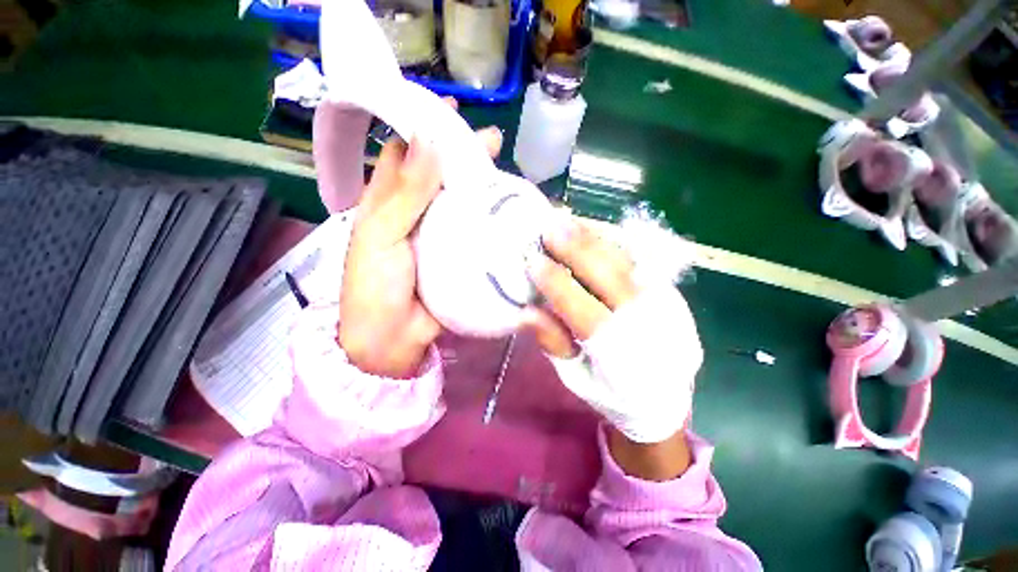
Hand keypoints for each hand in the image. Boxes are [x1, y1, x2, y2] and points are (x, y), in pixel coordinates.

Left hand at [337, 120, 501, 377]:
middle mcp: (417, 212)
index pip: (407, 152)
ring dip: (481, 183)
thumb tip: (428, 140)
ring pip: (463, 199)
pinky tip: (508, 207)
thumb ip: (405, 193)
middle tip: (492, 140)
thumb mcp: (381, 237)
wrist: (393, 339)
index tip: (451, 111)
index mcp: (389, 201)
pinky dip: (490, 216)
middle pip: (442, 174)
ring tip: (505, 168)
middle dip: (464, 154)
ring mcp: (442, 234)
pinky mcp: (459, 254)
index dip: (425, 127)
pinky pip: (476, 228)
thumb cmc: (375, 287)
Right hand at [524, 221, 700, 479]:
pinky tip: (592, 230)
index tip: (532, 260)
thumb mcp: (575, 377)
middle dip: (577, 249)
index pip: (583, 310)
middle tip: (549, 226)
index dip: (556, 283)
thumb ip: (552, 342)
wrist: (665, 400)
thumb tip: (525, 311)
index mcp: (619, 355)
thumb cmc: (611, 393)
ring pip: (626, 263)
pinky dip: (613, 242)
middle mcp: (646, 325)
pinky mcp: (672, 295)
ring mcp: (665, 306)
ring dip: (594, 239)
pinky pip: (640, 260)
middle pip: (610, 278)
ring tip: (567, 220)